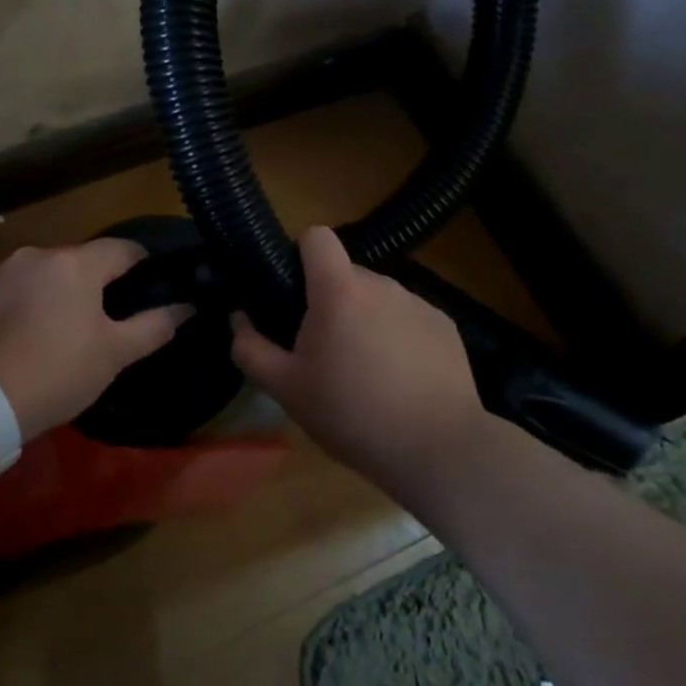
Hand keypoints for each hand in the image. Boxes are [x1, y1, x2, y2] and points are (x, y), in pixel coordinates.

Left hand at [0, 240, 190, 439]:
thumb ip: (154, 326)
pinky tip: (24, 333)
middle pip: (80, 260)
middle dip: (96, 282)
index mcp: (76, 264)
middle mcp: (38, 254)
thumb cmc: (57, 372)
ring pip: (45, 273)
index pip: (123, 248)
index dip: (142, 264)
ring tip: (59, 329)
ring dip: (58, 291)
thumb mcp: (114, 354)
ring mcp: (2, 270)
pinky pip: (14, 287)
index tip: (149, 286)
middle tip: (103, 320)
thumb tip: (186, 306)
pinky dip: (26, 301)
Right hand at [231, 226, 490, 486]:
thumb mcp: (285, 388)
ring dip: (364, 320)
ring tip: (365, 373)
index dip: (299, 255)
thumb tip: (239, 318)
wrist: (436, 448)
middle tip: (323, 353)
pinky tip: (400, 381)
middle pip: (345, 275)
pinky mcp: (446, 326)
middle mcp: (382, 284)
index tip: (293, 293)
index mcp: (339, 290)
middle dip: (330, 302)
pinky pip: (407, 319)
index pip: (316, 237)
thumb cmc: (351, 413)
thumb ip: (251, 348)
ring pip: (377, 299)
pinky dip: (397, 338)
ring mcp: (419, 303)